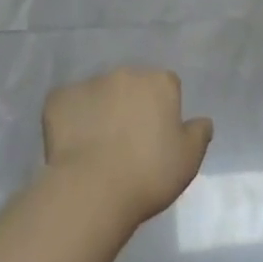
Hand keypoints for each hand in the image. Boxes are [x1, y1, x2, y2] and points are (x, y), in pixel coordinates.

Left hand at [43, 67, 213, 226]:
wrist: (94, 188)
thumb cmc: (149, 174)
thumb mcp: (188, 160)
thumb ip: (198, 133)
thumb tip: (203, 121)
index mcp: (158, 82)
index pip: (166, 86)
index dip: (162, 109)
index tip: (157, 136)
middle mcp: (124, 73)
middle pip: (131, 85)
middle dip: (130, 105)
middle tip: (127, 142)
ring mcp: (89, 82)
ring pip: (98, 93)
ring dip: (100, 111)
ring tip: (97, 148)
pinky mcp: (59, 98)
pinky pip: (68, 105)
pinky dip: (70, 119)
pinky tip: (72, 147)